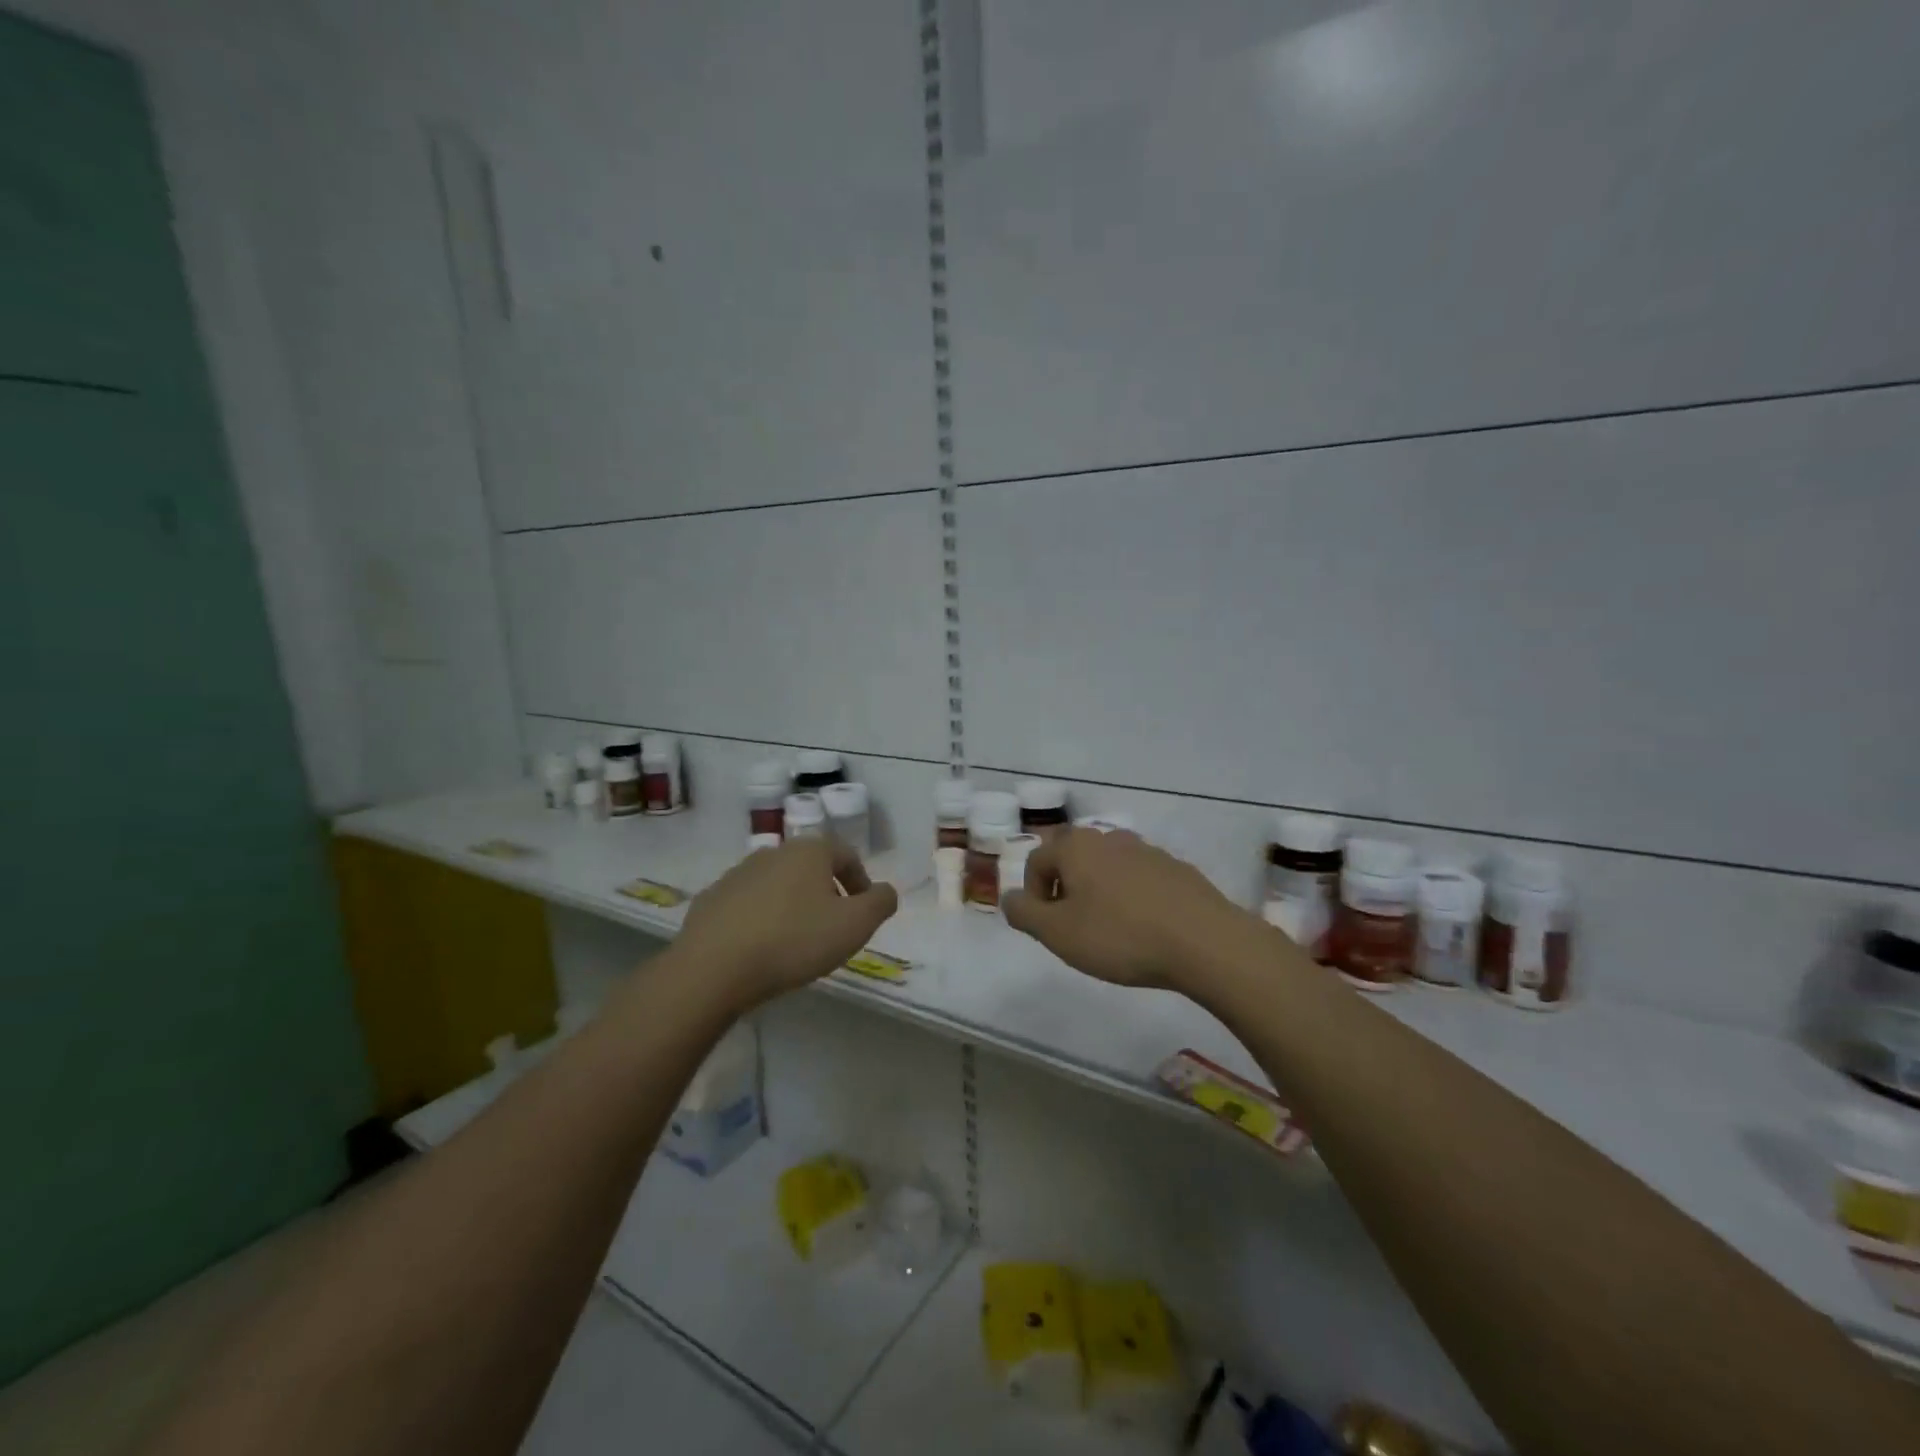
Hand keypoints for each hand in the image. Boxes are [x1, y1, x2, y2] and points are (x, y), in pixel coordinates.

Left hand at [674, 838, 898, 1009]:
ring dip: (793, 905)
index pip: (846, 855)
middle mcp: (773, 852)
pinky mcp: (711, 899)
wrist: (713, 968)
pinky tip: (761, 948)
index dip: (861, 882)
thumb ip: (880, 903)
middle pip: (811, 867)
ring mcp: (737, 874)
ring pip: (778, 885)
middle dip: (827, 893)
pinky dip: (761, 919)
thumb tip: (885, 891)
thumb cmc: (794, 941)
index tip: (864, 912)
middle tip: (833, 928)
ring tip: (796, 941)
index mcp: (809, 851)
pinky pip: (747, 904)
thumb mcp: (855, 926)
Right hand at [1002, 828, 1251, 990]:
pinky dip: (1131, 898)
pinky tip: (1144, 930)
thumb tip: (1010, 898)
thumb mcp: (1058, 933)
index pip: (1036, 860)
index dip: (1033, 895)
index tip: (1047, 929)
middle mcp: (1109, 837)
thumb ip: (1025, 913)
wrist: (1205, 942)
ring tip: (1109, 932)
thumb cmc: (1120, 936)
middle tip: (1074, 929)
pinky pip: (1139, 880)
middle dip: (1065, 891)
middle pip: (1072, 859)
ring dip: (1098, 894)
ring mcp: (1147, 850)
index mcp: (1076, 846)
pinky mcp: (1176, 869)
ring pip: (1107, 868)